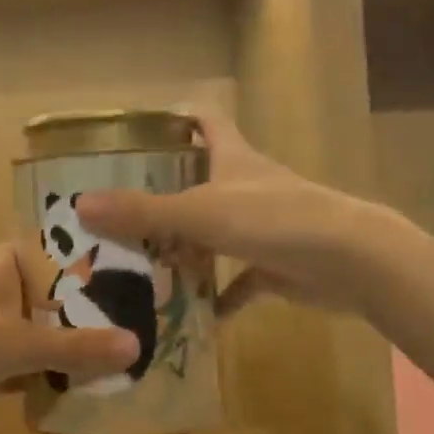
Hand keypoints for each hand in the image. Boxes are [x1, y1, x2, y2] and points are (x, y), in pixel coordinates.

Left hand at [0, 244, 139, 424]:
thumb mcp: (22, 343)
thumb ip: (77, 348)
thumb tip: (137, 347)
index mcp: (9, 264)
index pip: (59, 253)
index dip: (90, 265)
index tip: (127, 283)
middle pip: (48, 294)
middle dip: (78, 314)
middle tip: (122, 330)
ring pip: (28, 325)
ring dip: (54, 342)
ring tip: (98, 360)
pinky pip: (8, 353)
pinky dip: (27, 366)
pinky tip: (53, 385)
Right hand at [75, 109, 371, 316]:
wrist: (352, 261)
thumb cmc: (274, 219)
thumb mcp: (201, 213)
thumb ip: (143, 211)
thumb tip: (81, 204)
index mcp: (233, 158)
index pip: (205, 121)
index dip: (176, 118)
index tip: (138, 131)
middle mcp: (248, 186)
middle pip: (201, 180)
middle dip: (164, 194)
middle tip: (118, 211)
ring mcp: (264, 226)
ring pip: (215, 233)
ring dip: (185, 249)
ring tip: (140, 264)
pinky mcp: (276, 264)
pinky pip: (237, 280)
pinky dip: (217, 296)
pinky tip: (191, 315)